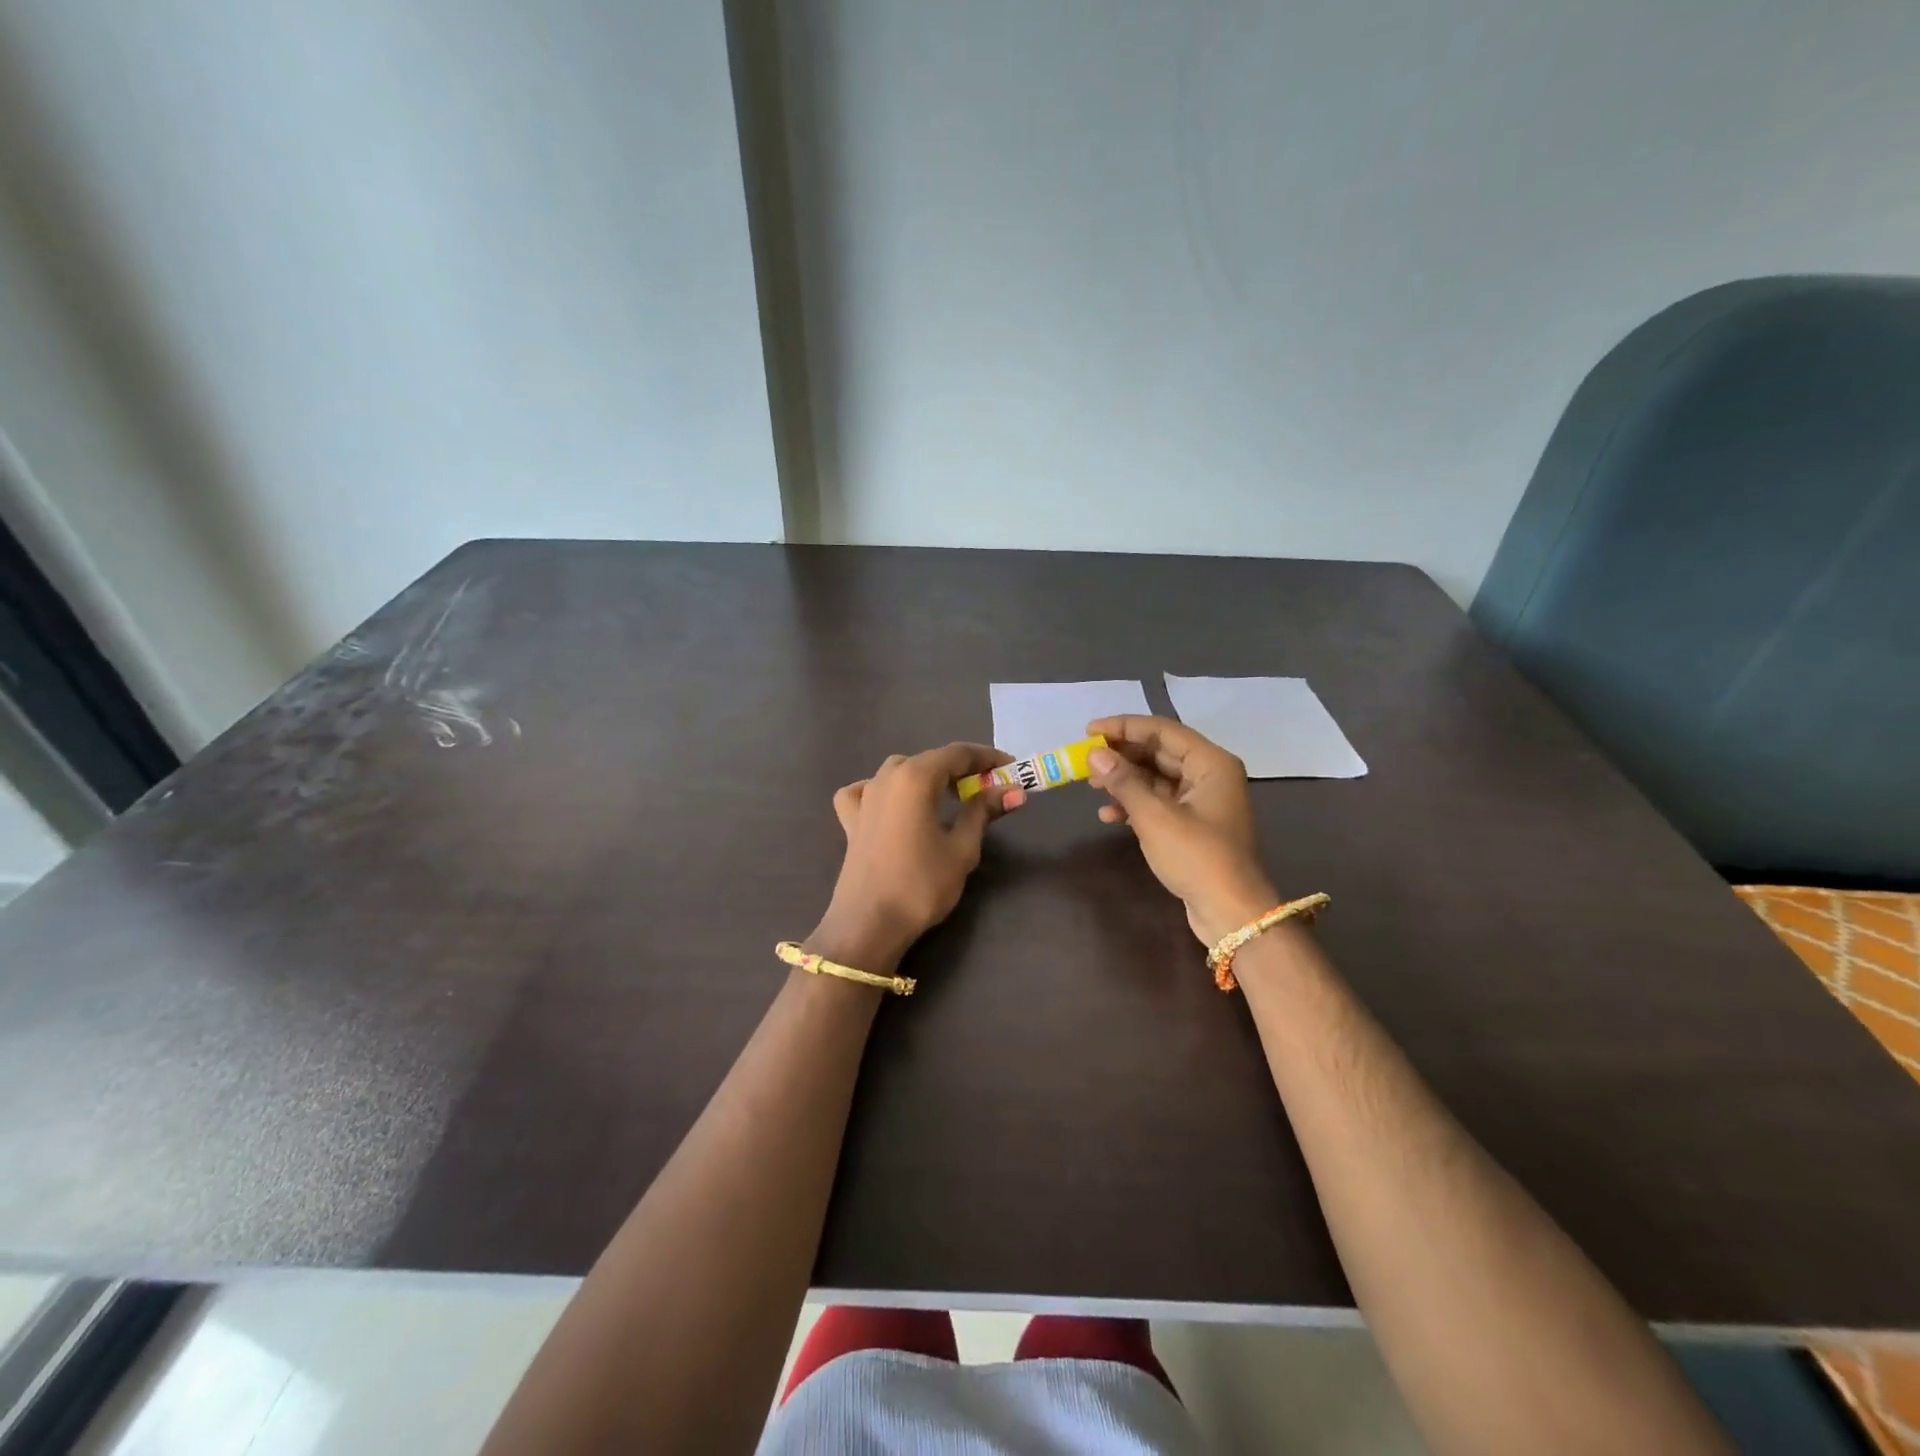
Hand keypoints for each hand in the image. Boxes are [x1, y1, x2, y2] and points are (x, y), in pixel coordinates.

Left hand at [808, 743, 1024, 971]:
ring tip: (949, 797)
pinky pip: (867, 791)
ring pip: (900, 771)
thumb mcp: (962, 848)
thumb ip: (983, 812)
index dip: (987, 758)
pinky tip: (892, 804)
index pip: (957, 753)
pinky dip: (883, 790)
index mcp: (915, 777)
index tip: (1011, 768)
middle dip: (961, 769)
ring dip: (927, 777)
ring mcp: (864, 797)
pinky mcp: (851, 820)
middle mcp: (887, 777)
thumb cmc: (921, 884)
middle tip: (989, 787)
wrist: (868, 924)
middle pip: (930, 760)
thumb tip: (1014, 790)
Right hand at [1086, 715, 1277, 945]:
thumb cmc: (1196, 856)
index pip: (1161, 731)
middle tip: (1086, 758)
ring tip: (1091, 786)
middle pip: (1159, 752)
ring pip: (1156, 778)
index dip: (1123, 727)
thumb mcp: (1154, 816)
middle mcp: (1209, 775)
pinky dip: (1134, 805)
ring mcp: (1202, 801)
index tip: (1089, 731)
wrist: (1230, 911)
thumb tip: (1094, 755)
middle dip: (1121, 755)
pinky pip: (1159, 802)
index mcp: (1210, 763)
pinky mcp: (1193, 825)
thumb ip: (1123, 781)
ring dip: (1124, 780)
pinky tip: (1108, 815)